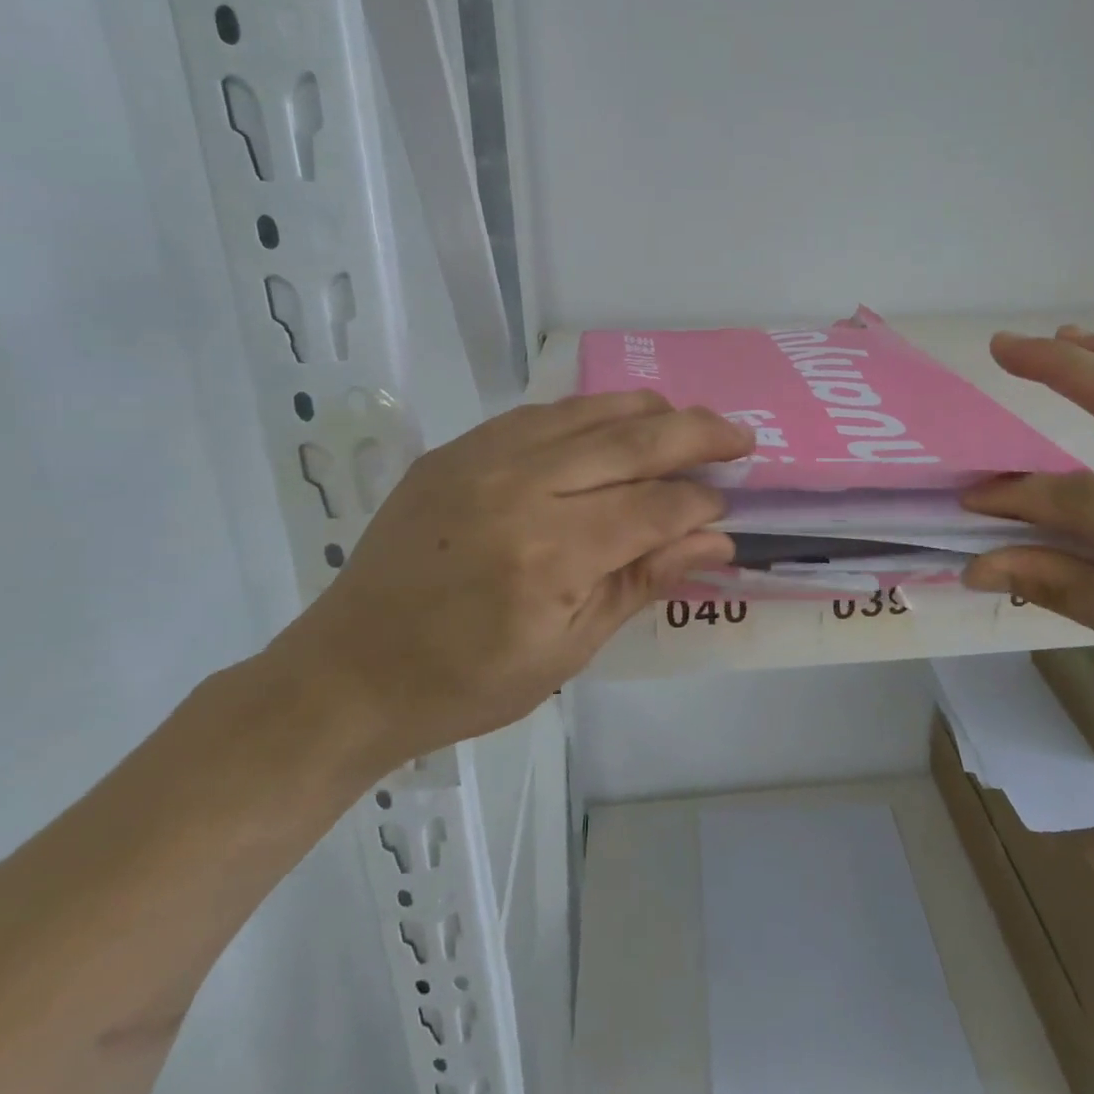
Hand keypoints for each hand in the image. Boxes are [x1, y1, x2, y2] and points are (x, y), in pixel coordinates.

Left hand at [271, 391, 750, 766]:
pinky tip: (614, 425)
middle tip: (740, 436)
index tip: (727, 506)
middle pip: (632, 441)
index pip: (654, 507)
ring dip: (650, 412)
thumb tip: (716, 540)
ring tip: (688, 423)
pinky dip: (591, 414)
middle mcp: (519, 489)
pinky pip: (542, 414)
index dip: (700, 503)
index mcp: (549, 555)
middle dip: (698, 435)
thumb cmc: (467, 682)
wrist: (352, 670)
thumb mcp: (568, 651)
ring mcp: (481, 459)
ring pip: (589, 411)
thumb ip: (643, 582)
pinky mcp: (456, 449)